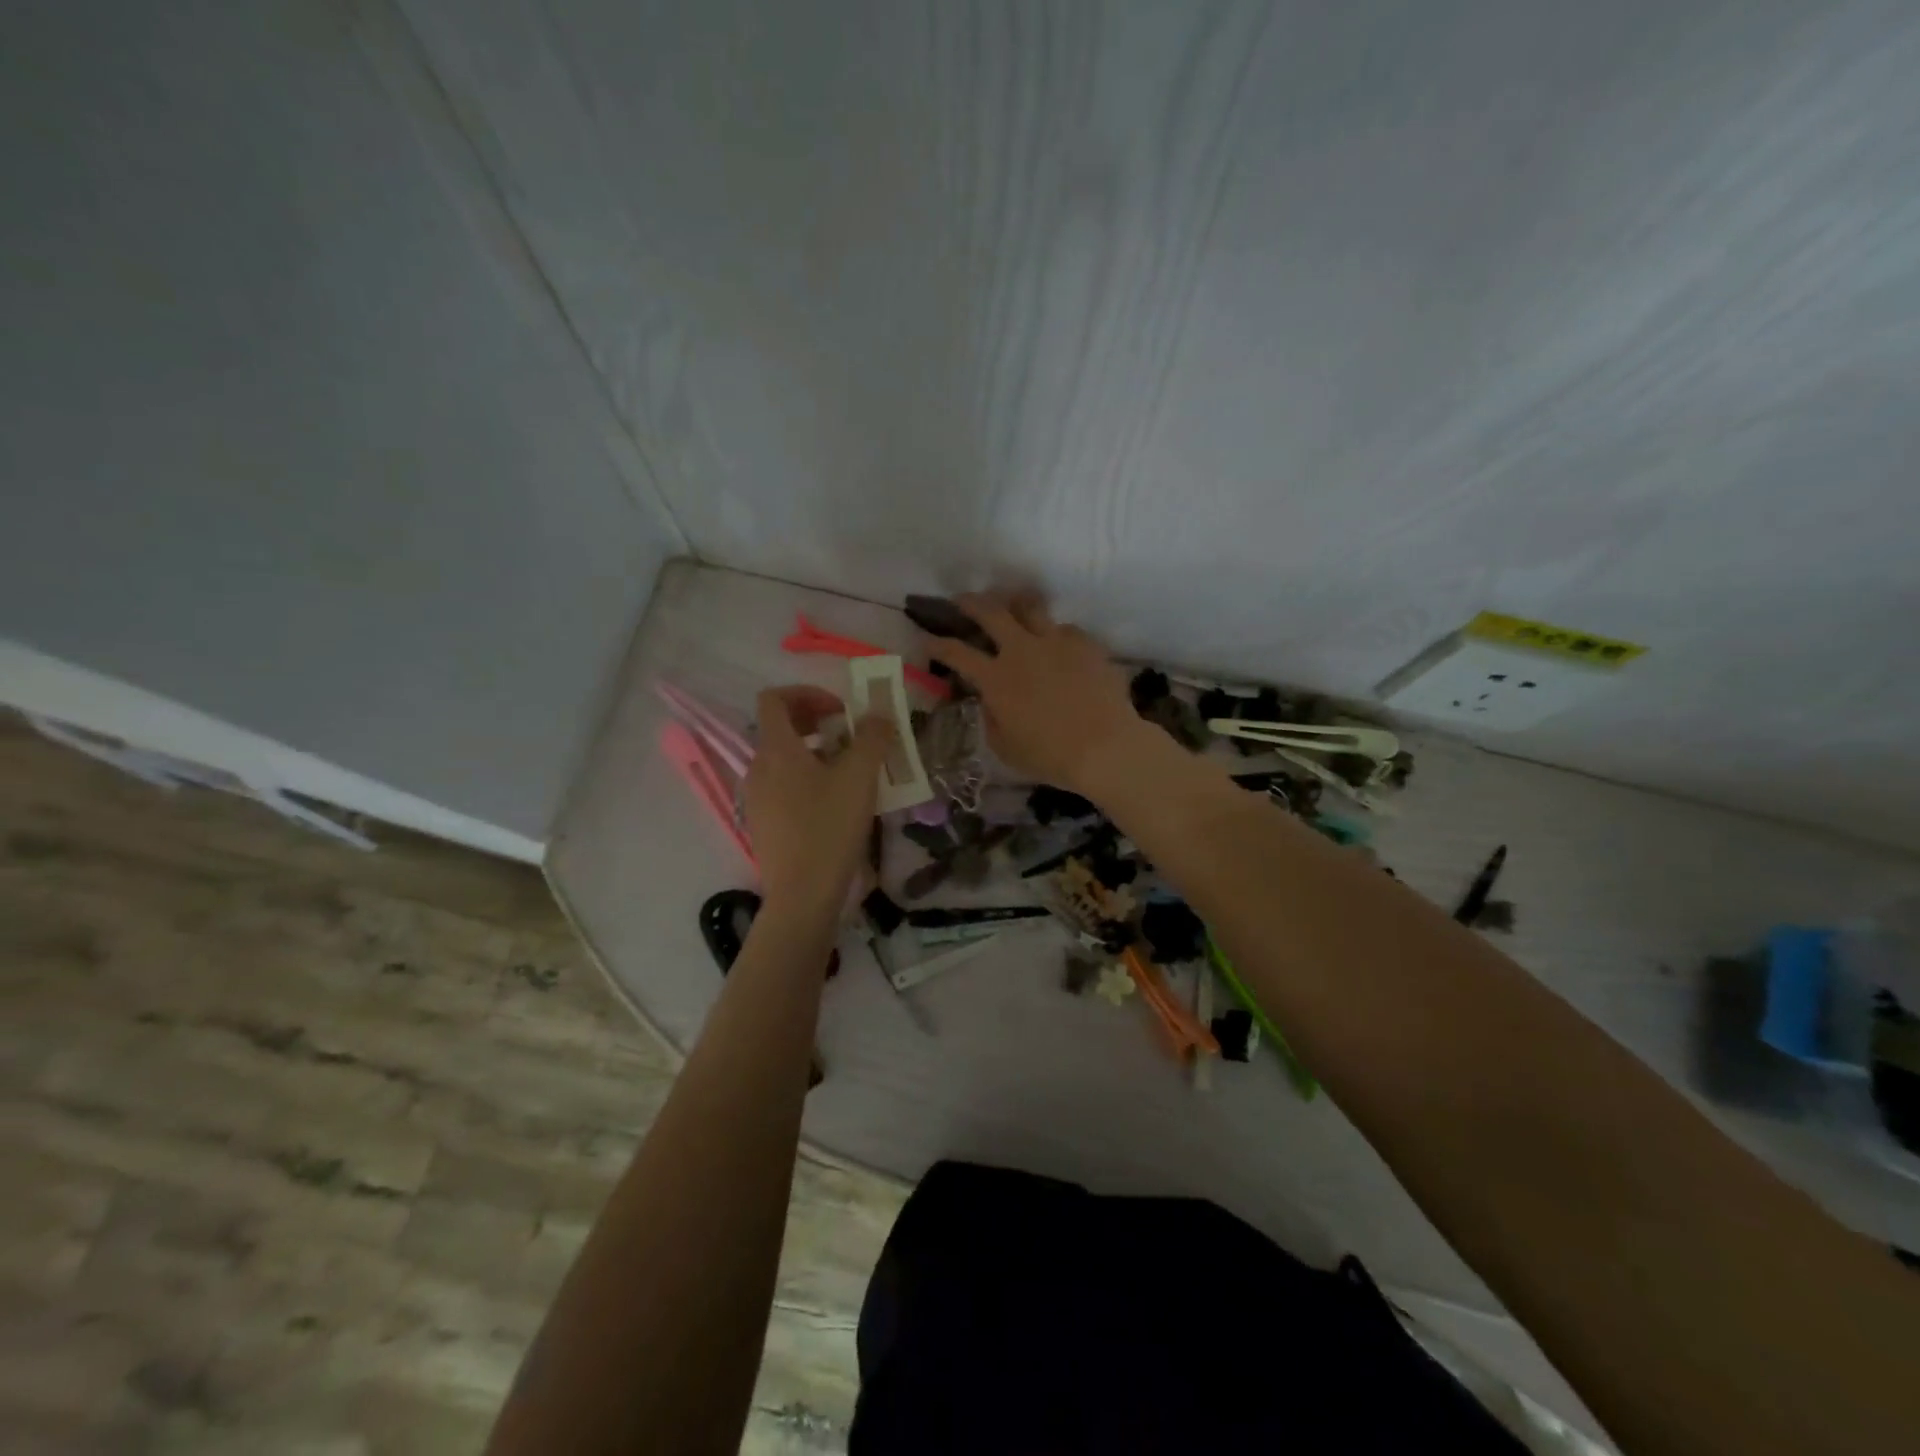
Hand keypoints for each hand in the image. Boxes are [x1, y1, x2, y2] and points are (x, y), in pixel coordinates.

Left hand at [744, 686, 893, 914]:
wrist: (802, 895)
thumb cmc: (830, 828)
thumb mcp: (860, 777)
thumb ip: (872, 737)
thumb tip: (878, 714)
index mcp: (775, 749)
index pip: (774, 698)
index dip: (807, 693)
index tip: (840, 710)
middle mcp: (757, 768)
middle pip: (779, 728)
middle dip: (815, 722)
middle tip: (850, 736)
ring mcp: (755, 798)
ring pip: (782, 760)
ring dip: (814, 753)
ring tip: (849, 771)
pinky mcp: (762, 824)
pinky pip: (781, 787)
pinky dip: (805, 780)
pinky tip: (835, 804)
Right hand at [923, 594, 1148, 795]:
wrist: (1105, 747)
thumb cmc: (1050, 756)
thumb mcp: (1005, 747)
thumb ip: (991, 718)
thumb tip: (990, 701)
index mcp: (996, 678)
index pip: (956, 652)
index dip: (937, 643)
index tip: (927, 638)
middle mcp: (1021, 650)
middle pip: (990, 611)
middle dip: (970, 602)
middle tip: (963, 600)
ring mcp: (1056, 642)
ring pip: (1030, 606)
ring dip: (1014, 603)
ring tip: (1012, 604)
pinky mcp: (1086, 644)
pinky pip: (1065, 629)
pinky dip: (1055, 633)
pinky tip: (1058, 644)